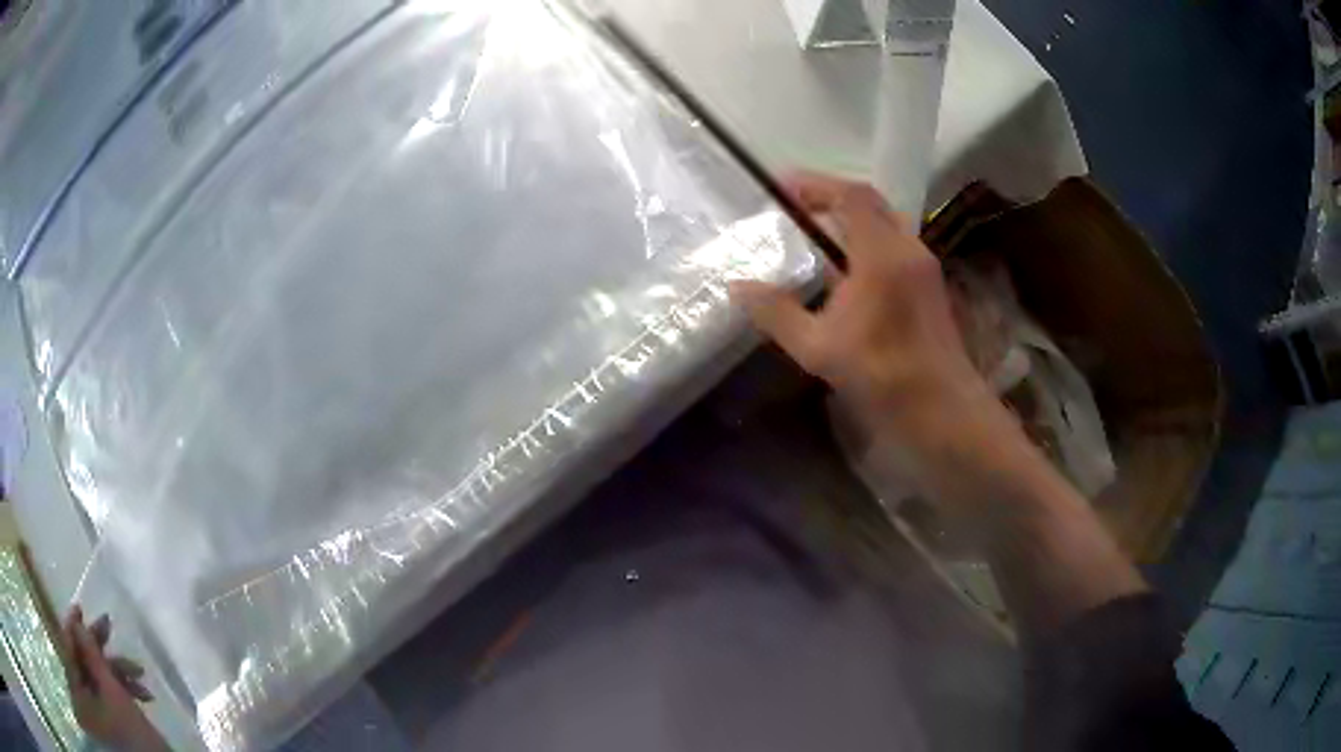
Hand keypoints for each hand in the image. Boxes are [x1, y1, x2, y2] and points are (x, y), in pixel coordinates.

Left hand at [61, 606, 167, 751]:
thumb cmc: (134, 737)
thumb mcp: (114, 695)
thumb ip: (92, 657)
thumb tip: (79, 624)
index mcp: (77, 689)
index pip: (68, 648)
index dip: (72, 625)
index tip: (80, 605)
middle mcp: (82, 698)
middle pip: (83, 662)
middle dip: (100, 650)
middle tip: (111, 627)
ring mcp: (97, 714)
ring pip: (98, 680)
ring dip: (117, 673)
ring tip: (141, 675)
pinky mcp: (110, 723)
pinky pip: (108, 697)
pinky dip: (122, 691)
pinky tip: (143, 695)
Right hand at [731, 172, 1003, 457]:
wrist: (941, 408)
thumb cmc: (881, 374)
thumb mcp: (817, 347)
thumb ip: (776, 312)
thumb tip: (738, 286)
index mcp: (881, 253)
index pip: (850, 196)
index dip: (816, 185)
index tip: (783, 188)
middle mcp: (907, 249)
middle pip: (871, 203)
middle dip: (833, 197)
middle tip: (798, 208)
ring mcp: (923, 266)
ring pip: (886, 224)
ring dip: (853, 221)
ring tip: (818, 235)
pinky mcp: (930, 286)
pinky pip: (895, 246)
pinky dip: (868, 242)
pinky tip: (848, 272)